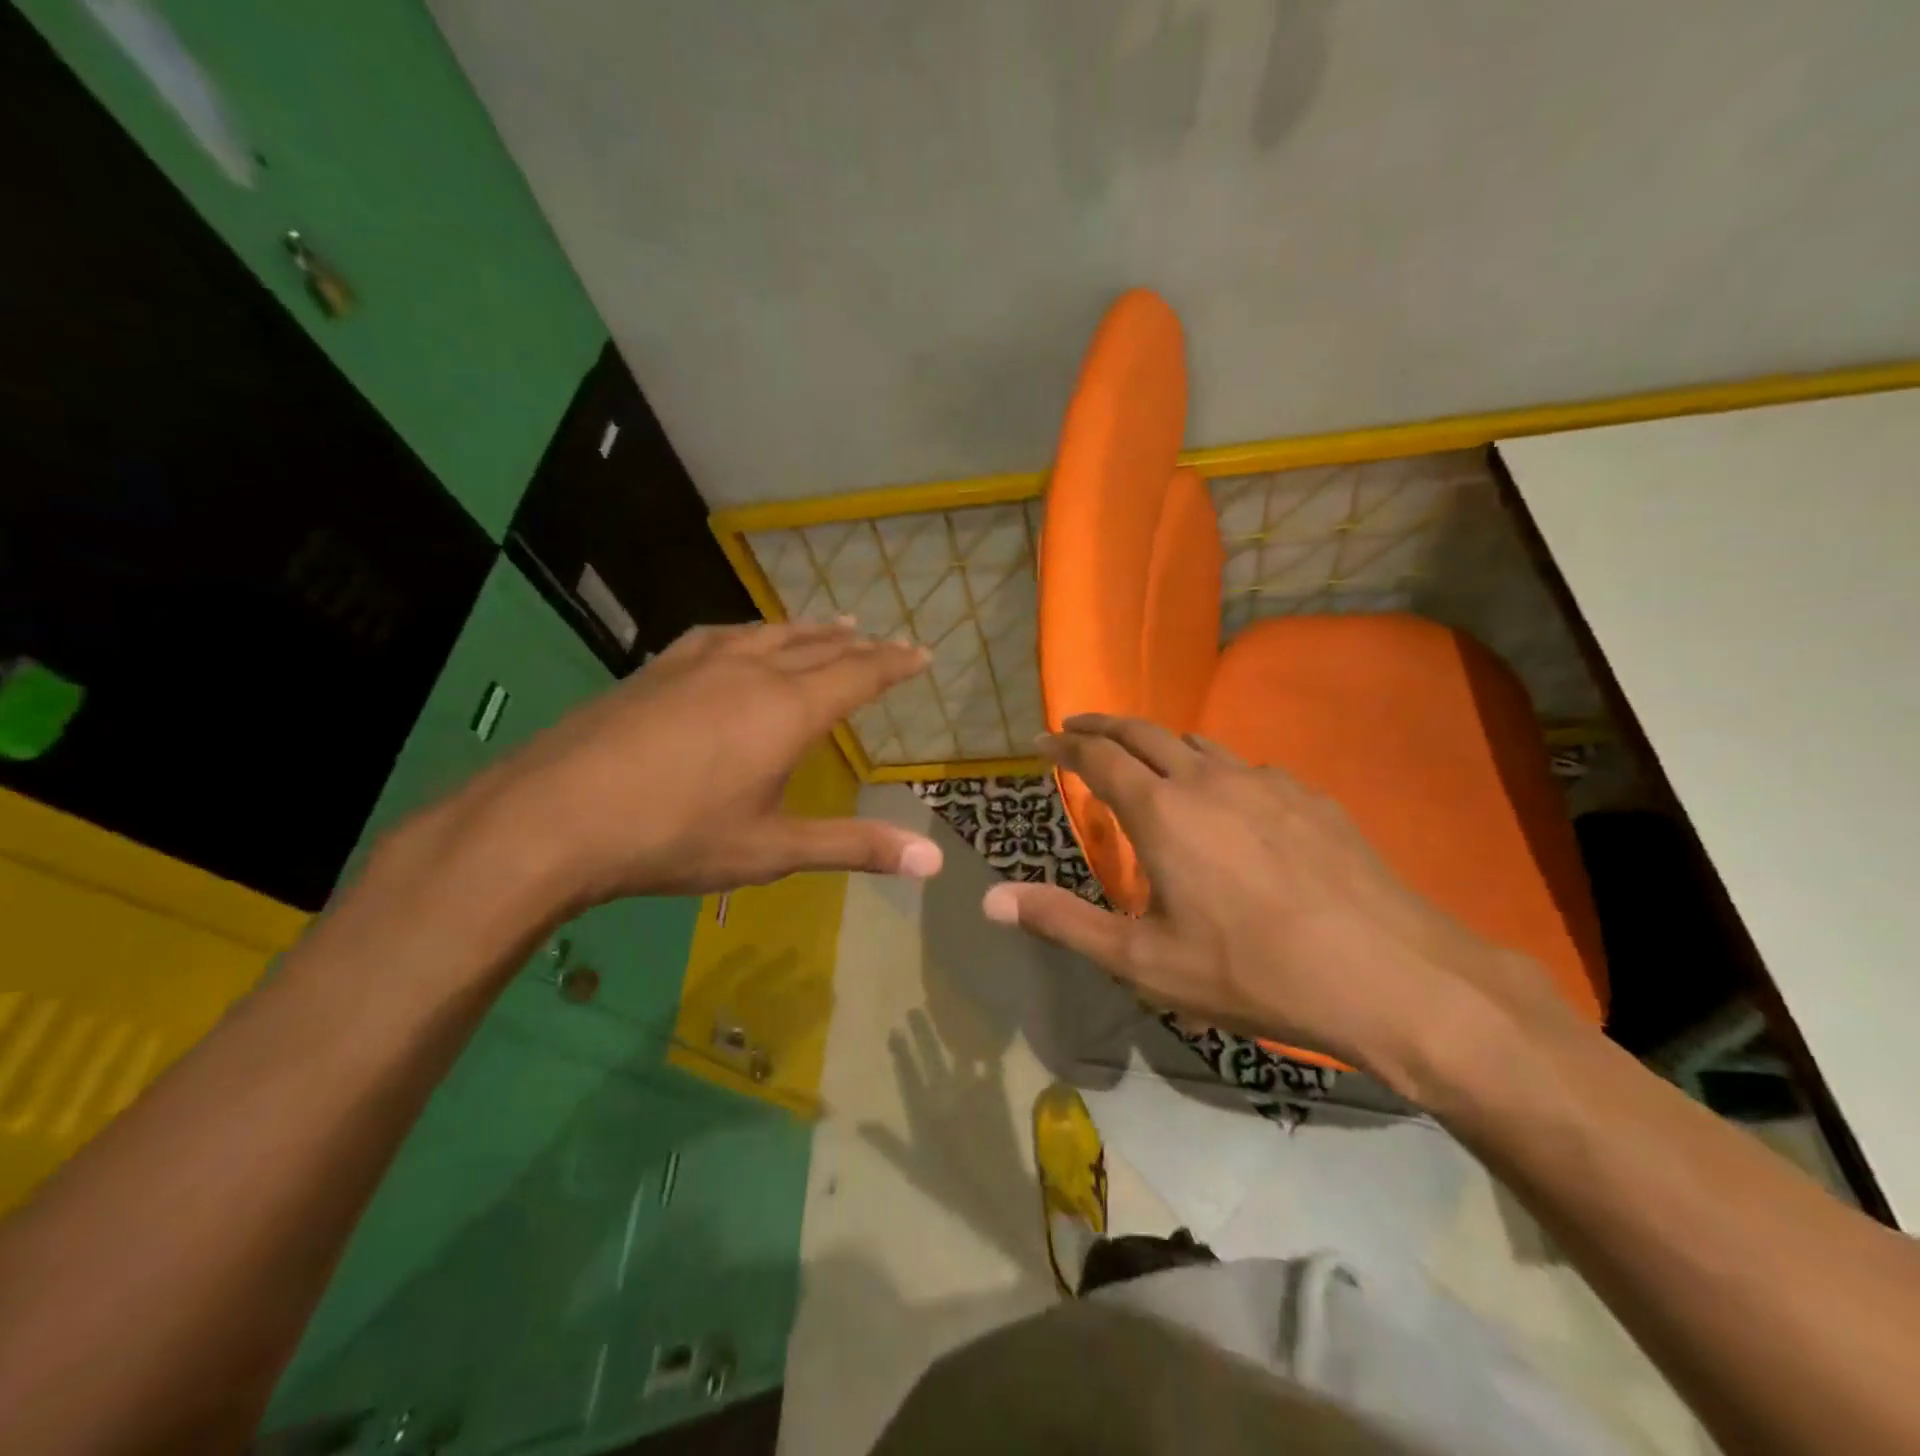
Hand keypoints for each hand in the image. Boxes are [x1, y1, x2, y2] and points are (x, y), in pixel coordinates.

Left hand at [427, 620, 943, 911]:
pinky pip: (722, 636)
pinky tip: (743, 638)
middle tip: (885, 640)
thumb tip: (932, 862)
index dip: (894, 664)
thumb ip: (854, 847)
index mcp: (787, 711)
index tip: (922, 653)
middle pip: (819, 648)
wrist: (554, 817)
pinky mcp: (658, 670)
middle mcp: (752, 673)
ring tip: (833, 624)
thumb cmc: (676, 837)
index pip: (858, 675)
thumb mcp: (772, 851)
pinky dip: (753, 632)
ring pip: (771, 634)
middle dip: (859, 646)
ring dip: (809, 630)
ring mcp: (700, 665)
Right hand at [979, 714, 1573, 1087]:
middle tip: (1079, 725)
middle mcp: (1208, 779)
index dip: (1065, 743)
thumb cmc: (1251, 971)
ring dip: (1159, 741)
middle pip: (1144, 731)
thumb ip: (1064, 923)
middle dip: (1104, 724)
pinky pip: (1245, 766)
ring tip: (1144, 757)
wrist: (1388, 974)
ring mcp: (1265, 781)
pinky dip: (1213, 767)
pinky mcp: (1310, 795)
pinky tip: (1226, 800)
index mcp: (1162, 811)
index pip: (1098, 757)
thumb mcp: (1144, 962)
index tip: (1044, 739)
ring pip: (1197, 742)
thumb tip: (991, 900)